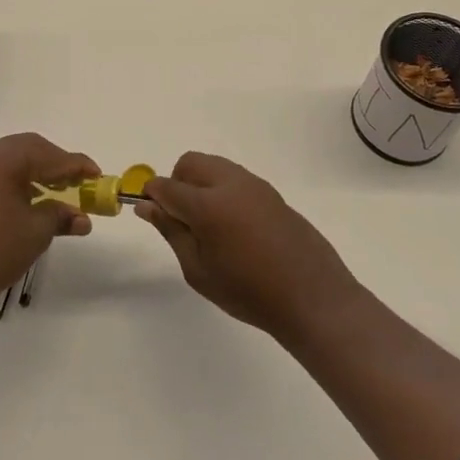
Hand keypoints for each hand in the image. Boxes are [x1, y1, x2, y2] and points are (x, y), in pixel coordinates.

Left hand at [0, 134, 98, 315]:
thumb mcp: (35, 232)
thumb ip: (62, 215)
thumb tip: (83, 218)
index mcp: (2, 157)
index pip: (49, 154)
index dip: (77, 165)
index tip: (98, 175)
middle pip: (30, 149)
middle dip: (57, 165)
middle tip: (81, 183)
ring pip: (13, 159)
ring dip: (38, 172)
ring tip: (61, 193)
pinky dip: (19, 180)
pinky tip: (33, 198)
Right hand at [136, 152, 363, 343]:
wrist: (311, 296)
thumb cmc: (248, 292)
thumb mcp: (199, 270)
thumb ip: (171, 231)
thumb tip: (147, 206)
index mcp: (208, 204)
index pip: (166, 186)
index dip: (153, 197)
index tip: (152, 214)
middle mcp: (231, 183)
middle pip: (190, 163)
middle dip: (178, 183)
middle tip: (183, 220)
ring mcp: (254, 185)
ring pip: (214, 166)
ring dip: (202, 184)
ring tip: (211, 226)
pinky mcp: (271, 192)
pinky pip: (236, 178)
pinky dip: (223, 191)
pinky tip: (235, 228)